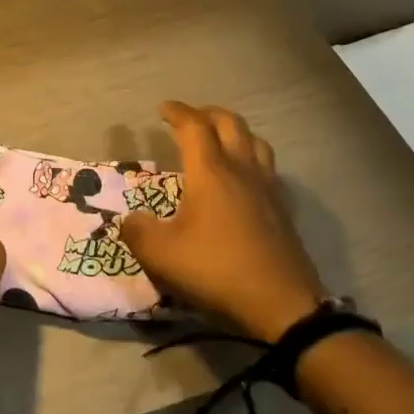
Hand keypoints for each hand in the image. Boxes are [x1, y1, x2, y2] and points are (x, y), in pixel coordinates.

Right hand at [119, 102, 327, 339]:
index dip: (177, 112)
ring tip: (220, 141)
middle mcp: (241, 170)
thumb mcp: (161, 254)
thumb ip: (137, 231)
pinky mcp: (283, 211)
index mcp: (210, 172)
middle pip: (230, 124)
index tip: (162, 109)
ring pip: (256, 142)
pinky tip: (244, 180)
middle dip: (207, 114)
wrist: (281, 305)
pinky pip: (268, 169)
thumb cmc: (216, 269)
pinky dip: (252, 160)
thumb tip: (130, 220)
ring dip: (235, 133)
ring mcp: (268, 189)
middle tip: (190, 119)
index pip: (194, 126)